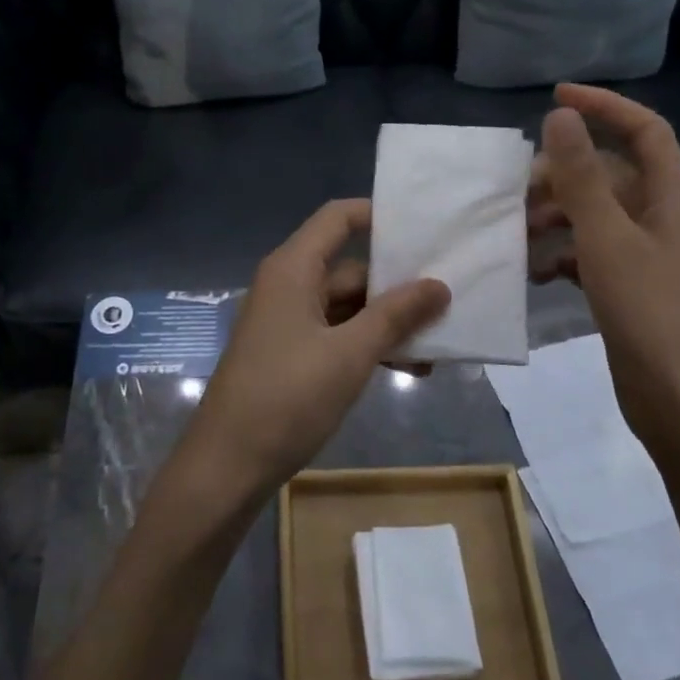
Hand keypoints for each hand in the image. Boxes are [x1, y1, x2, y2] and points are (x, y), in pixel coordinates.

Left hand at [180, 200, 449, 502]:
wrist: (229, 464)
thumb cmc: (287, 397)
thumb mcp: (350, 354)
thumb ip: (395, 316)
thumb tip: (439, 285)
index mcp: (293, 269)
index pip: (338, 218)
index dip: (379, 215)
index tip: (426, 228)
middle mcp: (288, 285)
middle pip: (349, 266)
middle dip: (398, 283)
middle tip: (450, 296)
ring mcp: (288, 321)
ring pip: (347, 306)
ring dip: (389, 322)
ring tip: (440, 343)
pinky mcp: (291, 353)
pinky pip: (337, 334)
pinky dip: (368, 345)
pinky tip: (409, 368)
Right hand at [528, 84, 679, 457]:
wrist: (677, 397)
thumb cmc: (647, 310)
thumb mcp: (607, 237)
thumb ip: (582, 176)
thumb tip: (561, 116)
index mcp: (668, 197)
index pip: (645, 130)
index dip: (606, 106)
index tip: (556, 97)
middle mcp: (659, 218)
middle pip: (609, 174)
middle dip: (561, 174)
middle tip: (516, 191)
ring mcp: (644, 254)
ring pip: (593, 215)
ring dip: (554, 216)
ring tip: (517, 233)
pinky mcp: (627, 285)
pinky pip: (588, 252)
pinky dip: (559, 254)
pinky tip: (534, 272)